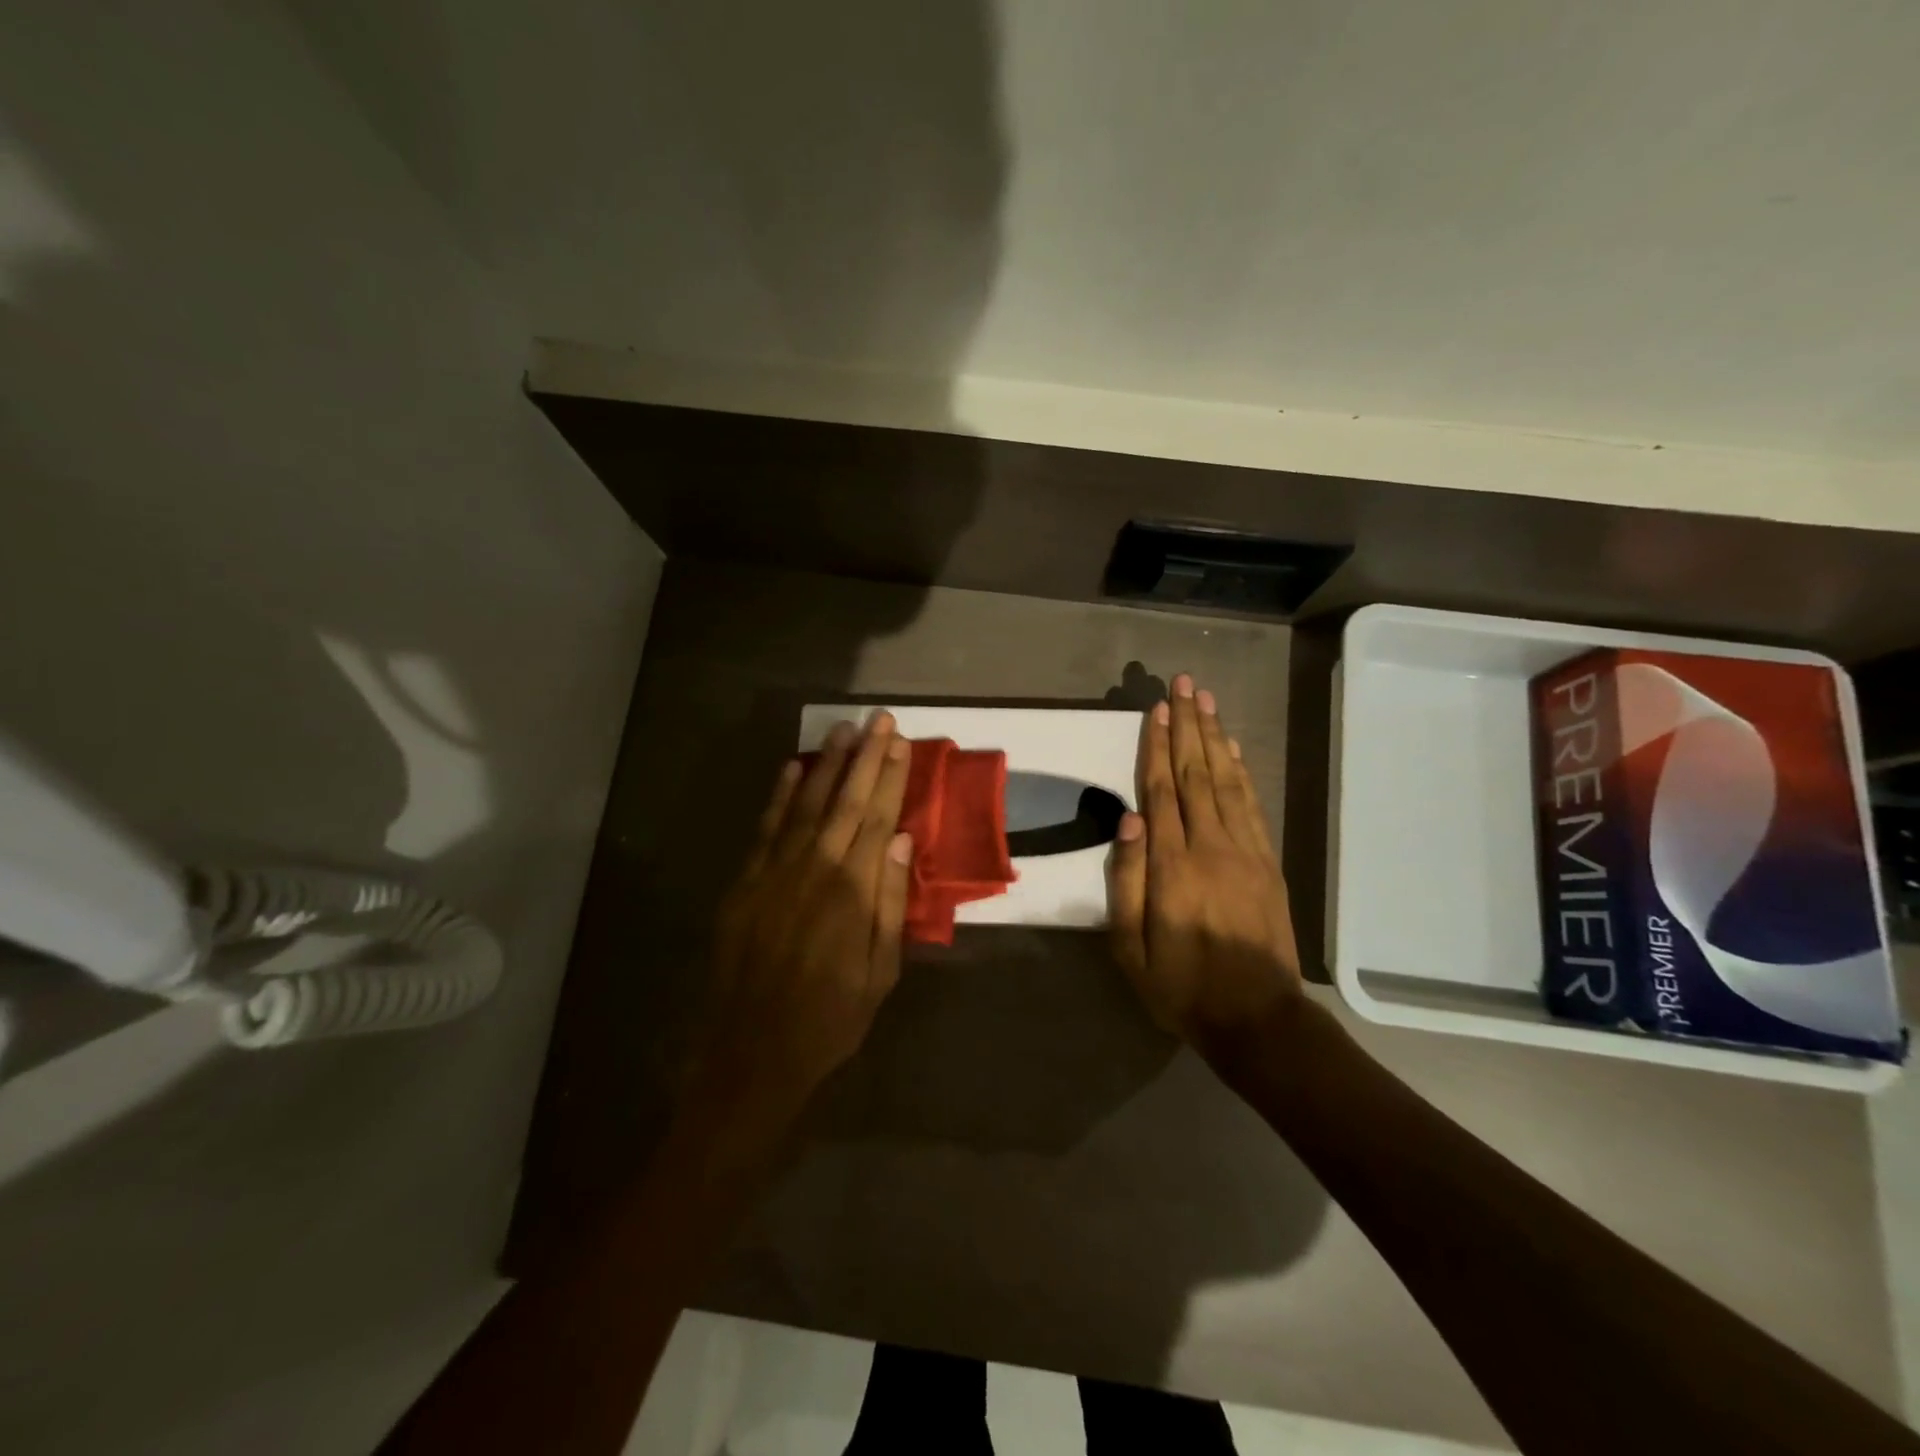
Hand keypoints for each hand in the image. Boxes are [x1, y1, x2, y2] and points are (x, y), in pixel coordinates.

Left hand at [695, 713, 914, 1132]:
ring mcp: (775, 873)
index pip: (877, 818)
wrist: (753, 1053)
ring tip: (842, 730)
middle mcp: (815, 870)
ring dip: (825, 765)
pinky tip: (792, 768)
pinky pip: (766, 830)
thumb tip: (904, 841)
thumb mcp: (880, 972)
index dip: (889, 778)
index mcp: (853, 892)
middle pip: (845, 802)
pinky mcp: (745, 884)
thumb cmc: (830, 1018)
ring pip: (806, 805)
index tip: (900, 743)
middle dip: (865, 757)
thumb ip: (891, 903)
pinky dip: (780, 797)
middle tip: (879, 719)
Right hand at [1107, 674, 1302, 1056]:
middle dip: (1188, 725)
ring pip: (1226, 781)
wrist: (1258, 1018)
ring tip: (1207, 701)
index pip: (1162, 791)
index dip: (1156, 746)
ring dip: (1215, 737)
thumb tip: (1129, 818)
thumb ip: (1129, 881)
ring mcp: (1245, 851)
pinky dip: (1242, 771)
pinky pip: (1252, 805)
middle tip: (1184, 684)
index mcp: (1174, 866)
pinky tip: (1233, 749)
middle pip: (1196, 773)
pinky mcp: (1267, 862)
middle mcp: (1211, 846)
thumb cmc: (1181, 987)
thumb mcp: (1131, 949)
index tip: (1155, 708)